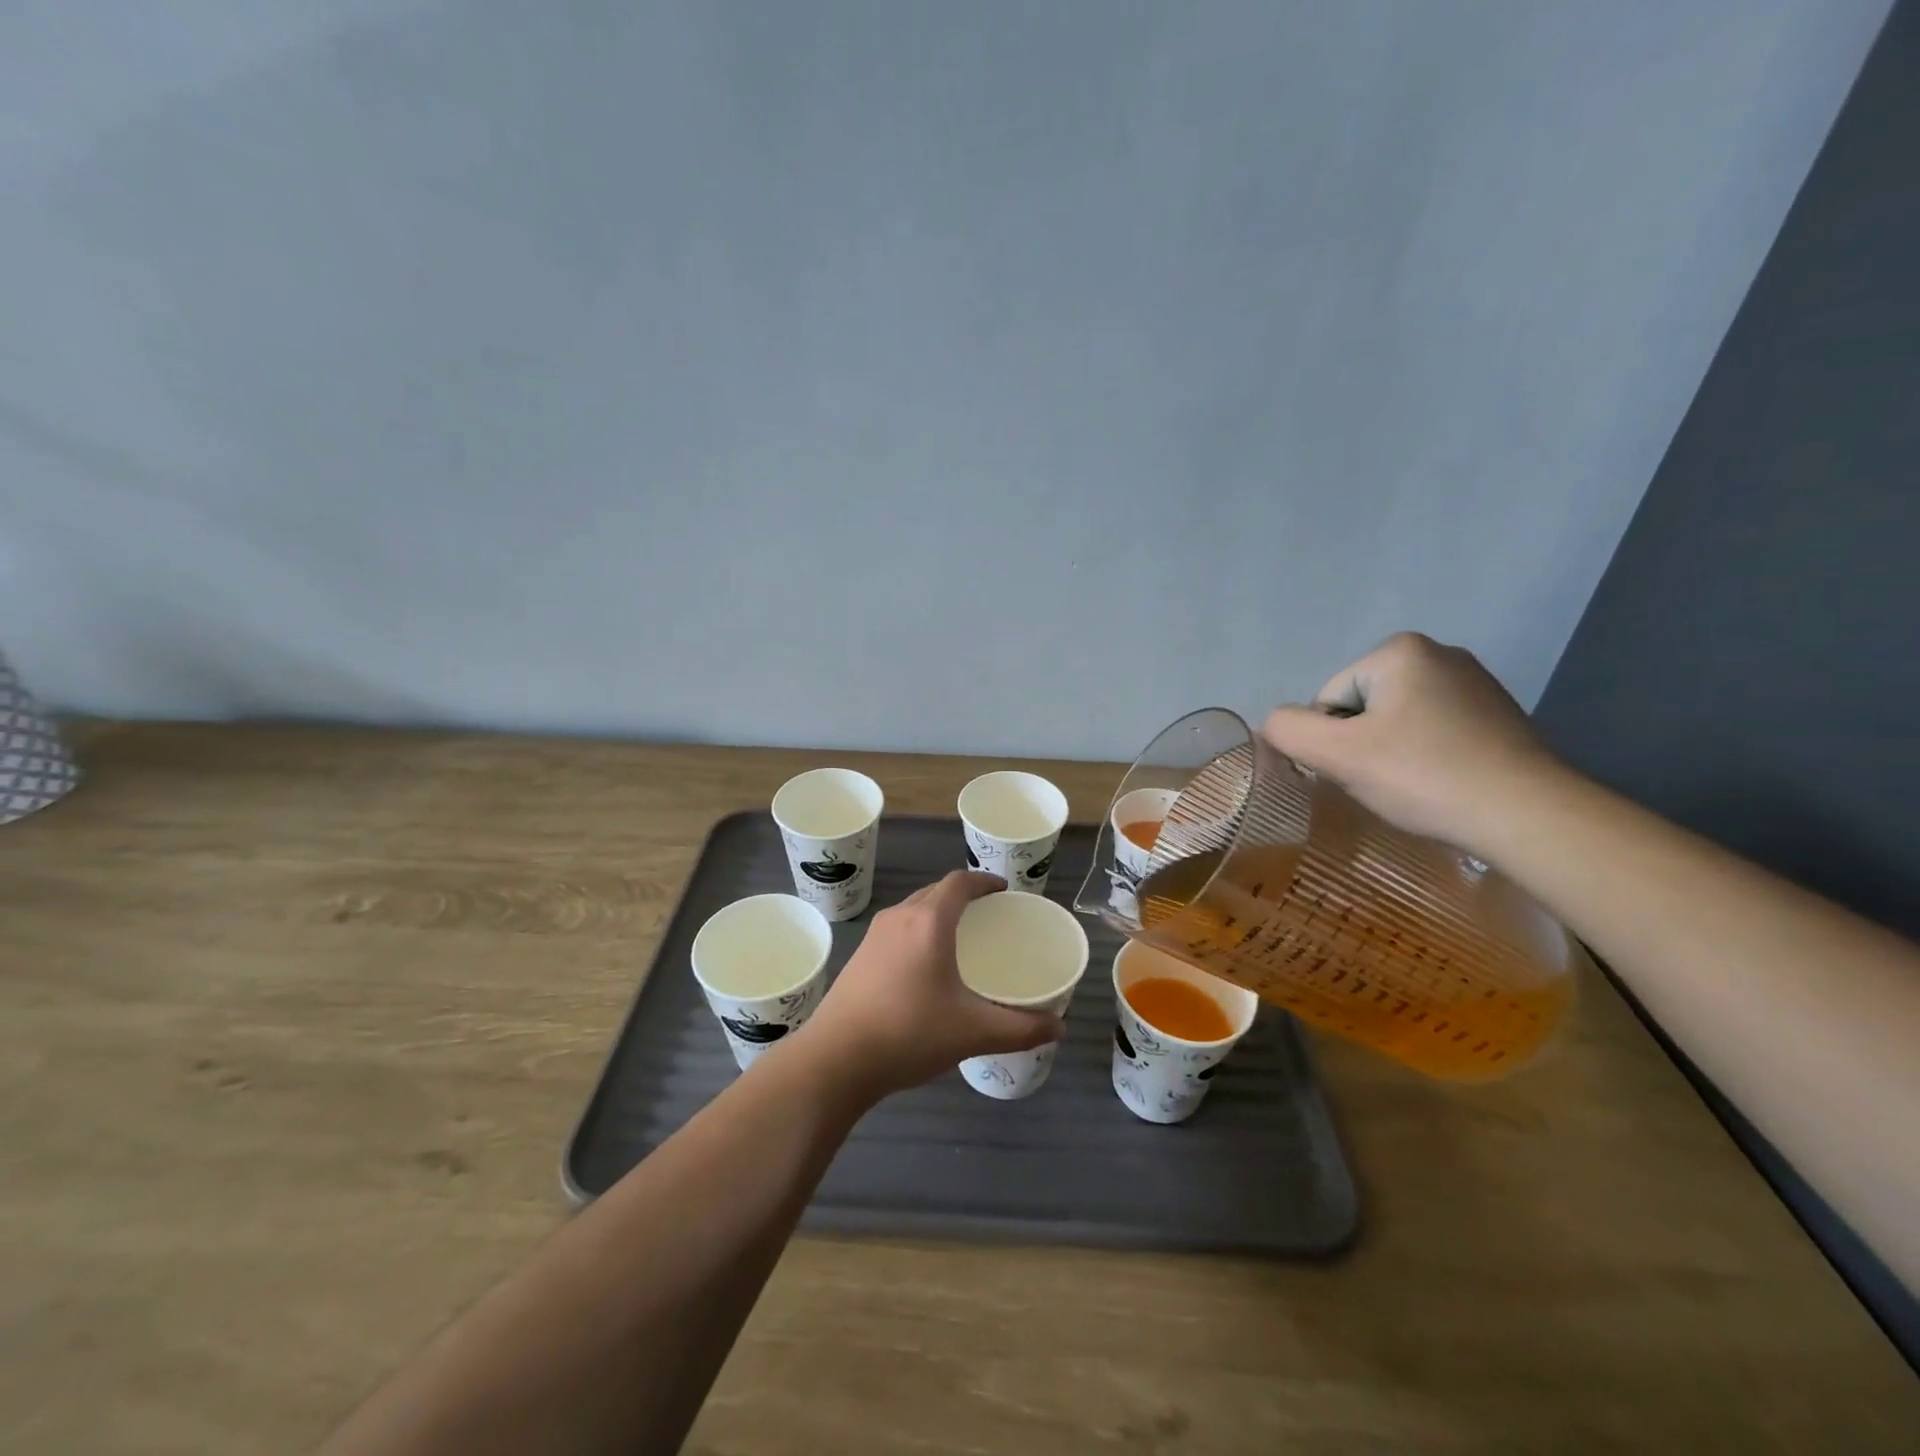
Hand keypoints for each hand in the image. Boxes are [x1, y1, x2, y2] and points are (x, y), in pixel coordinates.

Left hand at [798, 872, 1063, 1100]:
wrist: (835, 1059)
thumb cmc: (909, 1033)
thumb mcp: (973, 1032)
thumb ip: (1021, 1028)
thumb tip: (1060, 1027)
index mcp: (929, 921)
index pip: (959, 882)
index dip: (984, 881)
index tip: (1003, 891)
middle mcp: (900, 917)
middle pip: (935, 891)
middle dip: (963, 896)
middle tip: (987, 915)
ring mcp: (875, 936)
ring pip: (914, 909)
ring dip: (937, 912)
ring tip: (959, 937)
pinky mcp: (859, 956)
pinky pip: (897, 929)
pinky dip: (918, 931)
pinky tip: (925, 965)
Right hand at [1260, 632, 1567, 851]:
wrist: (1526, 814)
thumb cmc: (1423, 775)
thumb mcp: (1337, 754)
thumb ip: (1288, 730)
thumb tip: (1274, 724)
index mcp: (1399, 650)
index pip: (1328, 699)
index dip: (1332, 741)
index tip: (1362, 769)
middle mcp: (1438, 653)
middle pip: (1360, 707)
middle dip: (1361, 744)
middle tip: (1385, 780)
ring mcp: (1473, 681)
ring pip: (1395, 720)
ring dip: (1390, 752)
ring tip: (1414, 784)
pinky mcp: (1496, 712)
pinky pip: (1432, 730)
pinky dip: (1425, 755)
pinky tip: (1441, 781)